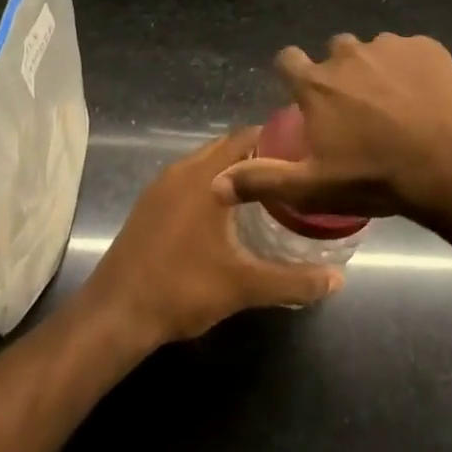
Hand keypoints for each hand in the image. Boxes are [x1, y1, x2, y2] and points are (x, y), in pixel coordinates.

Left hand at [77, 129, 343, 349]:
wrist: (114, 314)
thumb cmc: (181, 289)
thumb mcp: (243, 286)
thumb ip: (292, 281)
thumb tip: (337, 280)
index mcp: (206, 176)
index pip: (247, 137)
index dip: (277, 140)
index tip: (305, 153)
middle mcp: (182, 170)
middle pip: (227, 147)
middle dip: (259, 155)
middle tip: (291, 174)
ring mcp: (161, 186)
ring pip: (206, 163)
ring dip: (233, 171)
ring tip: (265, 192)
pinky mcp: (149, 205)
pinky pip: (188, 179)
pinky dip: (211, 184)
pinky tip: (225, 215)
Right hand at [213, 33, 451, 225]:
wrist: (451, 161)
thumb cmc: (376, 176)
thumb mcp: (313, 187)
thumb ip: (262, 180)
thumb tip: (214, 184)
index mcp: (316, 83)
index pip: (287, 60)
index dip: (292, 73)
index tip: (304, 93)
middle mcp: (347, 54)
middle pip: (334, 54)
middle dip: (340, 74)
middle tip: (358, 110)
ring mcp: (389, 46)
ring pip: (374, 51)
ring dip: (378, 71)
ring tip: (398, 106)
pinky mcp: (426, 47)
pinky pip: (411, 52)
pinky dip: (413, 69)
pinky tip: (427, 98)